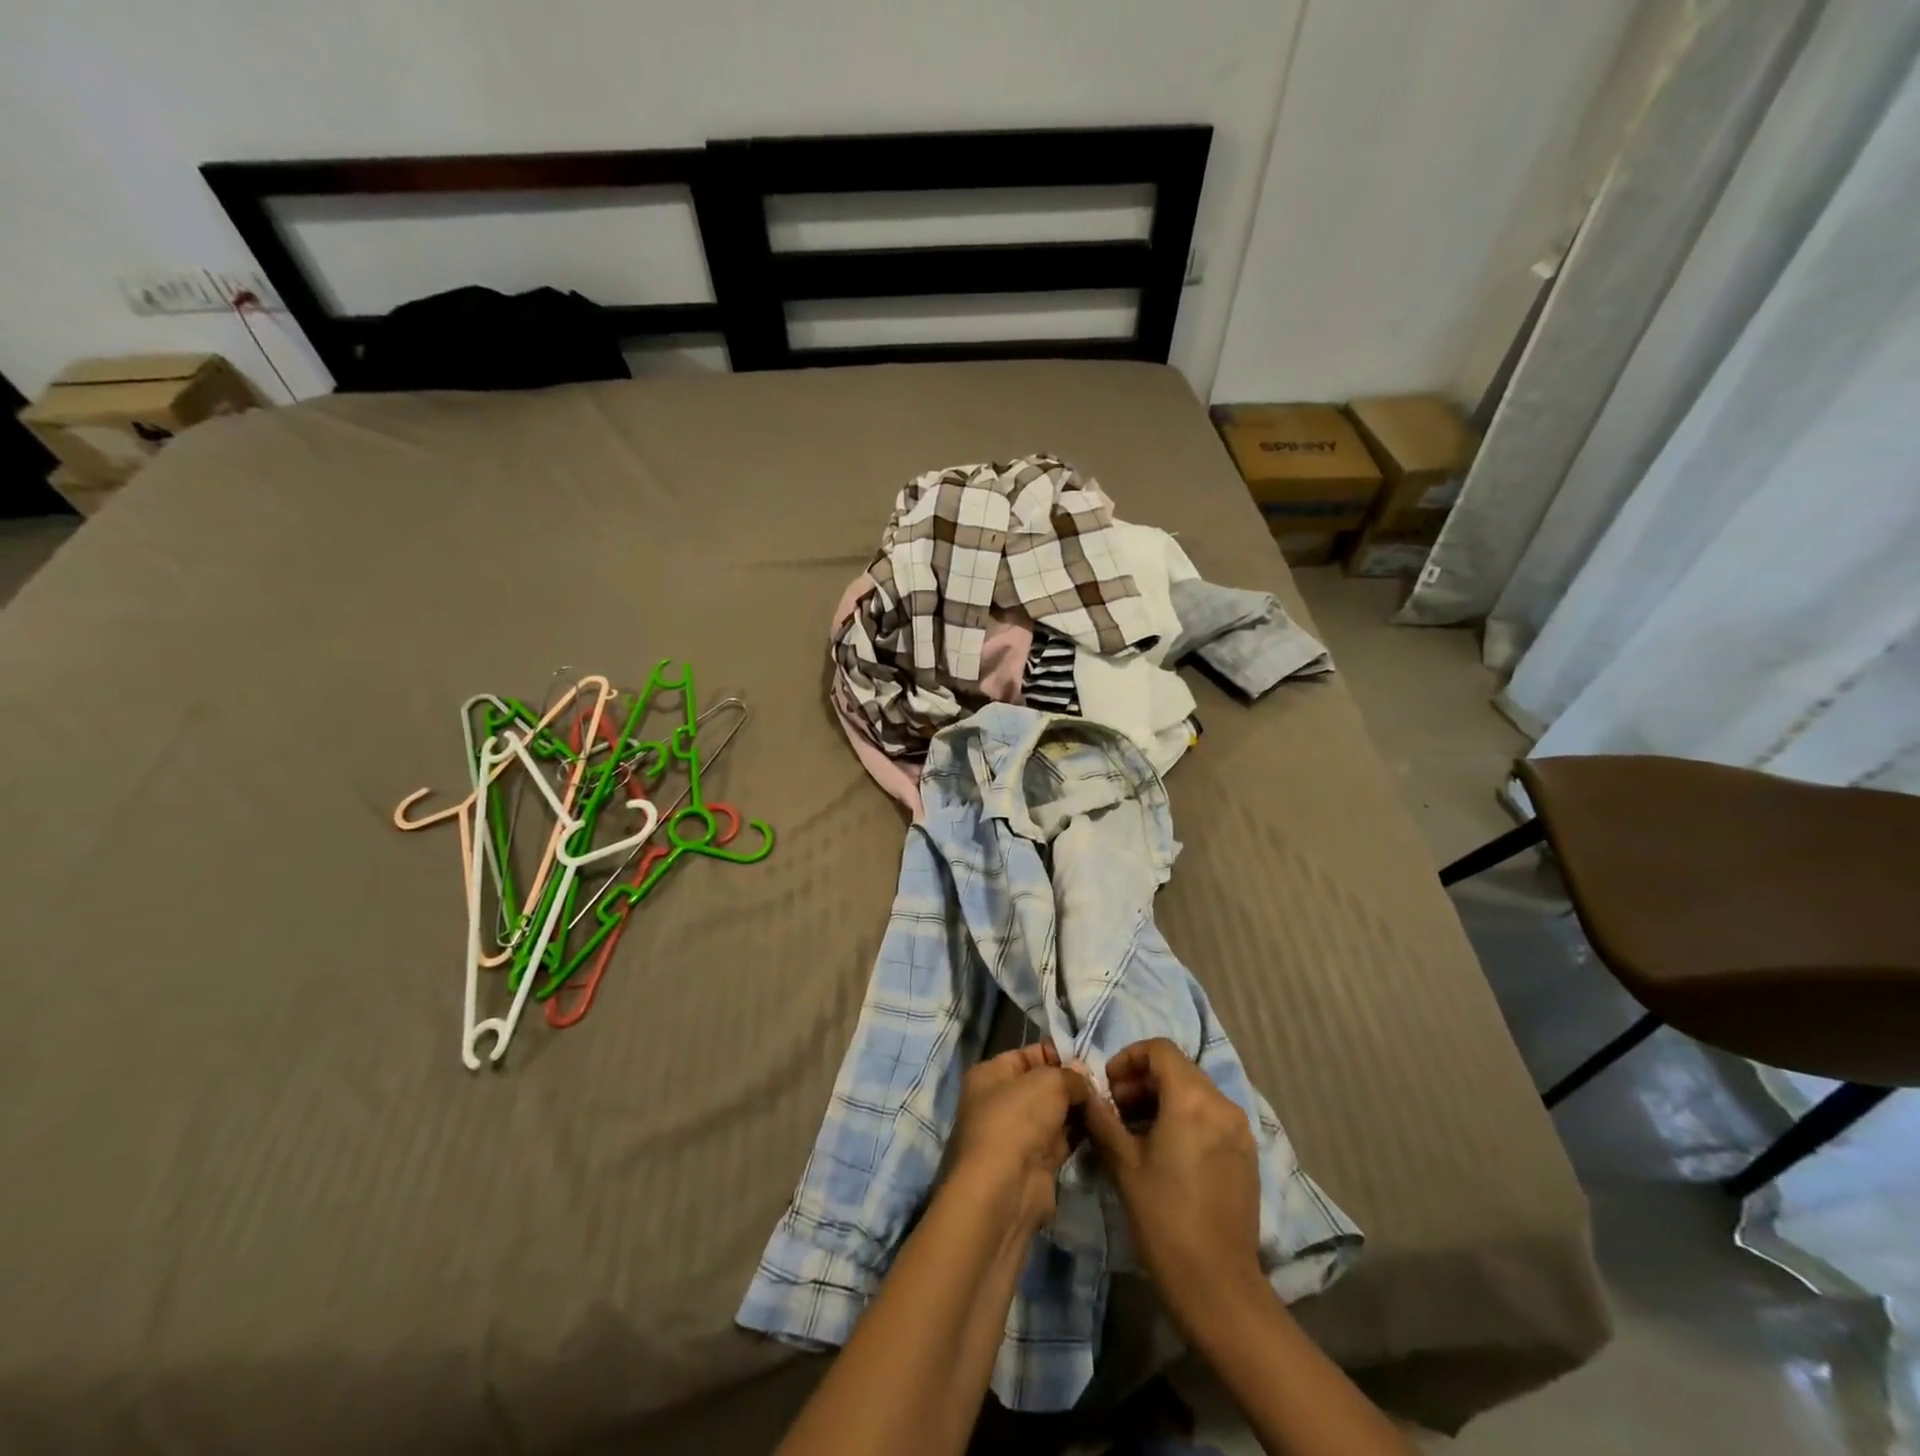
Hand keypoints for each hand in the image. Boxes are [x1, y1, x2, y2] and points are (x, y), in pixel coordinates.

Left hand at [946, 1043, 1089, 1235]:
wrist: (1006, 1189)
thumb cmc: (1018, 1119)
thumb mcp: (1048, 1082)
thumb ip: (1070, 1075)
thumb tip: (1083, 1076)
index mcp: (990, 1075)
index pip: (1027, 1055)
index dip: (1057, 1053)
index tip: (1089, 1057)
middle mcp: (999, 1102)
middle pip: (1042, 1085)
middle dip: (1072, 1083)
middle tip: (1105, 1082)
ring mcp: (1017, 1134)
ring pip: (1054, 1114)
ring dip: (1079, 1109)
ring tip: (1110, 1101)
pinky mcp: (1035, 1163)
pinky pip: (1062, 1140)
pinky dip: (1080, 1133)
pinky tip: (1103, 1125)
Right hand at [1083, 1039, 1264, 1333]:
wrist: (1217, 1285)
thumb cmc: (1163, 1218)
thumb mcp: (1123, 1162)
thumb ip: (1101, 1116)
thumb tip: (1084, 1089)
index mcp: (1191, 1099)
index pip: (1159, 1049)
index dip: (1128, 1058)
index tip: (1109, 1087)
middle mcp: (1221, 1103)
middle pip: (1178, 1069)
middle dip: (1143, 1081)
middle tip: (1117, 1111)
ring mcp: (1239, 1128)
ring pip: (1195, 1091)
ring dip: (1163, 1099)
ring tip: (1138, 1133)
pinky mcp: (1247, 1152)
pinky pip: (1211, 1115)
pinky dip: (1186, 1117)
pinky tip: (1167, 1152)